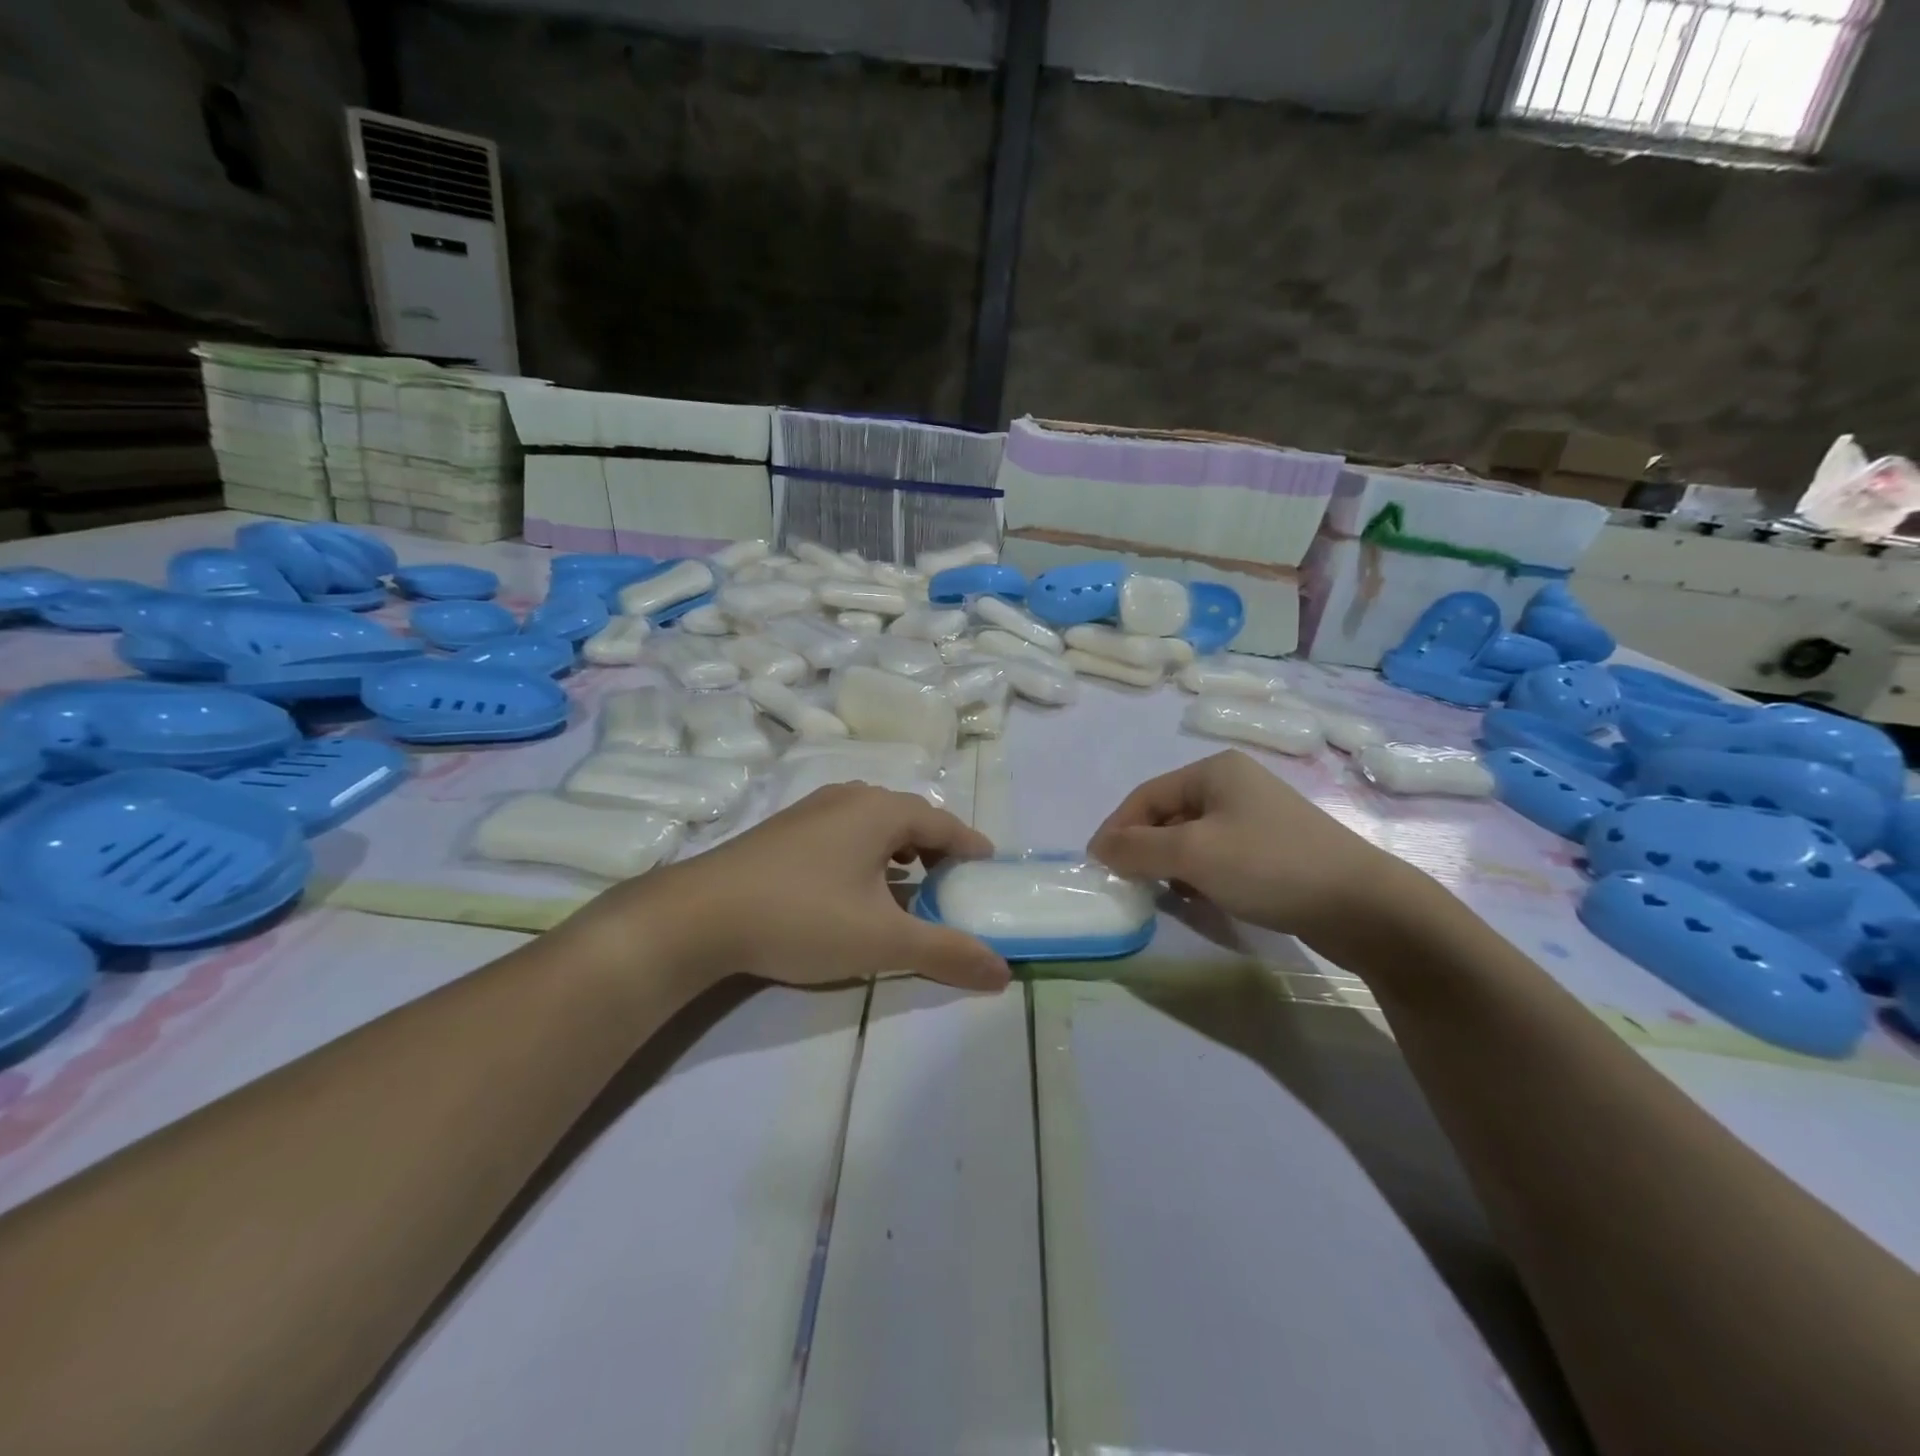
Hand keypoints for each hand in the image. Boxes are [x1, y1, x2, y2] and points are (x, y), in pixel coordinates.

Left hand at [576, 785, 1010, 992]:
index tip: (989, 868)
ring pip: (874, 825)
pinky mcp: (784, 830)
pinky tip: (857, 887)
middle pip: (910, 818)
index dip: (970, 846)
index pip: (944, 821)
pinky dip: (867, 855)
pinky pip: (845, 833)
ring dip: (900, 852)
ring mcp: (812, 810)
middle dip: (937, 849)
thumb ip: (947, 952)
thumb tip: (1004, 972)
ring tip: (911, 885)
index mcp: (880, 810)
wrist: (698, 916)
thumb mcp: (883, 941)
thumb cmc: (804, 917)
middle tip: (954, 883)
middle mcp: (849, 797)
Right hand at [1089, 750, 1414, 944]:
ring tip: (1163, 896)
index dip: (1116, 829)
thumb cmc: (1269, 866)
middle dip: (1144, 850)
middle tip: (1127, 885)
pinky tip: (1201, 899)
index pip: (1145, 796)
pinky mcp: (1273, 849)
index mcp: (1214, 771)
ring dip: (1170, 866)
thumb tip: (1099, 849)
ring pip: (1191, 839)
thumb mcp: (1193, 855)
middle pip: (1168, 816)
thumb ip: (1137, 849)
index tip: (1097, 866)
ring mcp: (1257, 817)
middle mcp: (1234, 785)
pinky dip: (1200, 876)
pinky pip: (1218, 856)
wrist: (1364, 906)